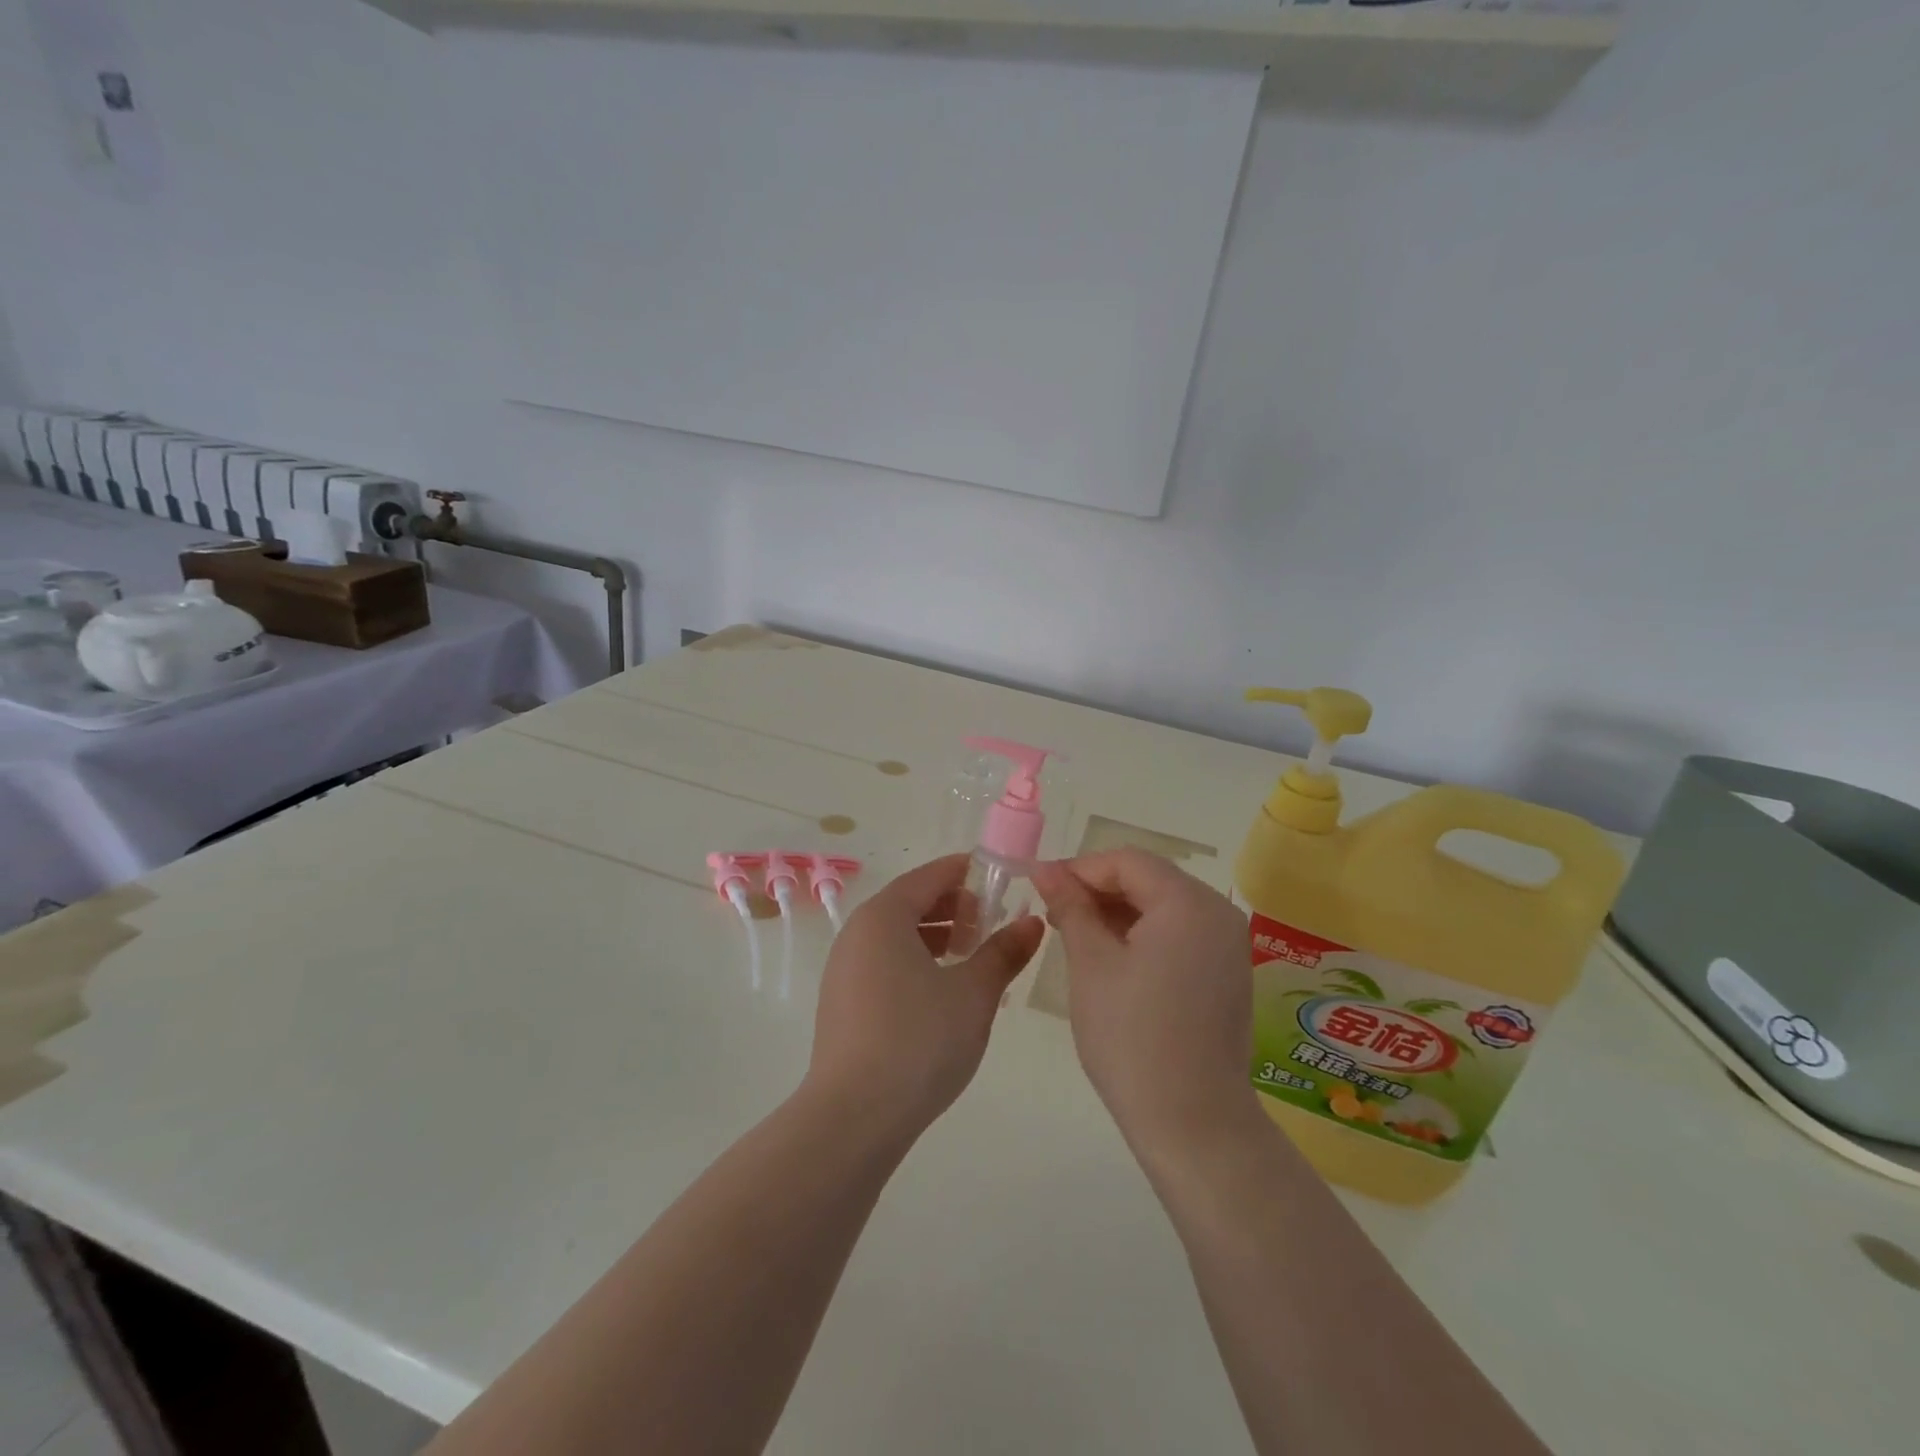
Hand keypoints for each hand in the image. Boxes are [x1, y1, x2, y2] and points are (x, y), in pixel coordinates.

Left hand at [805, 855, 1044, 1140]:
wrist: (854, 1117)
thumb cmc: (919, 1040)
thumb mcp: (974, 994)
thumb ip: (1004, 952)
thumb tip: (1033, 923)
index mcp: (884, 916)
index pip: (931, 875)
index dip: (969, 874)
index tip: (1003, 884)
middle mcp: (858, 933)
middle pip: (912, 902)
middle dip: (956, 909)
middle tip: (992, 931)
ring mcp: (844, 968)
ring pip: (898, 936)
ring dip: (938, 939)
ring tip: (973, 964)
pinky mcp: (842, 1002)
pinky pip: (885, 964)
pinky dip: (917, 964)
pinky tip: (944, 995)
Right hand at [1031, 851, 1258, 1151]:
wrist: (1192, 1122)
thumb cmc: (1132, 1036)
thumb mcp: (1091, 963)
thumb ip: (1070, 907)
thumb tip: (1045, 869)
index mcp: (1189, 903)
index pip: (1127, 861)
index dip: (1079, 868)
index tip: (1039, 885)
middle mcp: (1218, 914)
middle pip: (1149, 879)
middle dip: (1097, 889)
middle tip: (1052, 912)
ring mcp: (1227, 945)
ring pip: (1163, 907)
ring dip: (1117, 912)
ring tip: (1074, 934)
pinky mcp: (1226, 973)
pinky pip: (1179, 934)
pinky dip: (1142, 935)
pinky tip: (1110, 956)